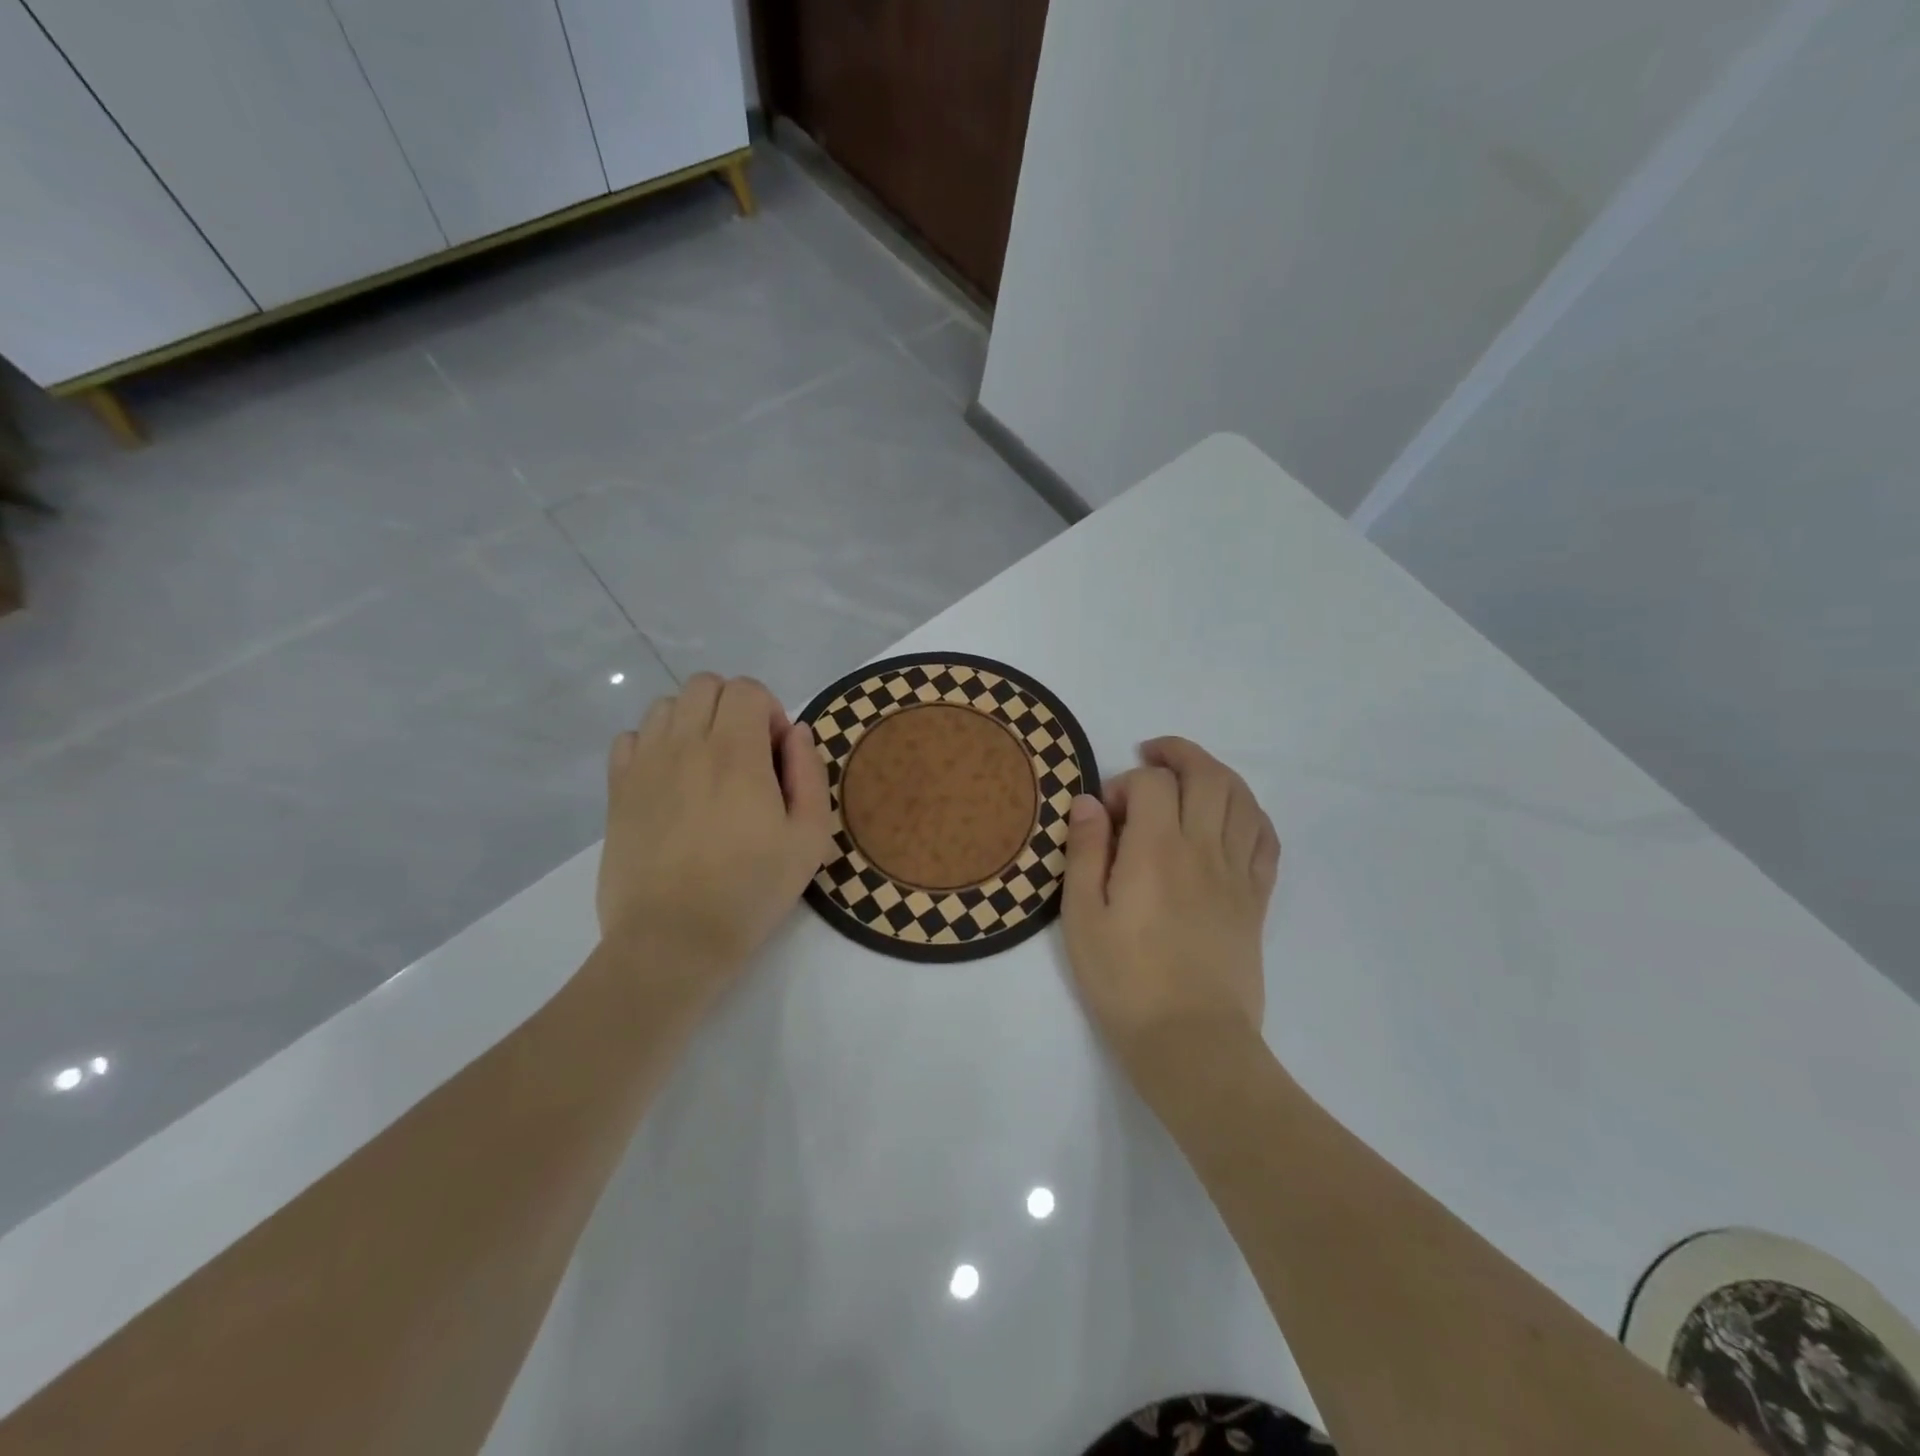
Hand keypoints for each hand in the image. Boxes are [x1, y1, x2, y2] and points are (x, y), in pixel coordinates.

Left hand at [598, 674, 832, 995]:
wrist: (674, 938)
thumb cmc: (751, 889)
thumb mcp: (809, 836)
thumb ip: (809, 771)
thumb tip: (794, 731)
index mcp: (737, 752)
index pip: (747, 689)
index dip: (769, 712)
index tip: (775, 756)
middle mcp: (686, 744)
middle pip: (705, 686)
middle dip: (733, 708)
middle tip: (745, 757)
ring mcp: (645, 764)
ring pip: (666, 705)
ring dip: (693, 722)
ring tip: (706, 767)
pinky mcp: (617, 790)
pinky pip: (631, 737)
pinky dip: (653, 744)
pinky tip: (670, 781)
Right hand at [1062, 737, 1280, 1074]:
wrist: (1191, 1042)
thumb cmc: (1125, 981)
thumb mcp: (1082, 917)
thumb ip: (1085, 852)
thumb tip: (1089, 803)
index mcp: (1156, 851)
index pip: (1153, 783)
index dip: (1127, 783)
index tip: (1106, 814)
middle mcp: (1203, 849)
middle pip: (1207, 775)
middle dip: (1178, 755)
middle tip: (1151, 757)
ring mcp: (1236, 873)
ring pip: (1242, 799)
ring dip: (1216, 774)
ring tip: (1190, 776)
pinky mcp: (1256, 899)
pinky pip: (1265, 839)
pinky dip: (1250, 813)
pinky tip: (1231, 816)